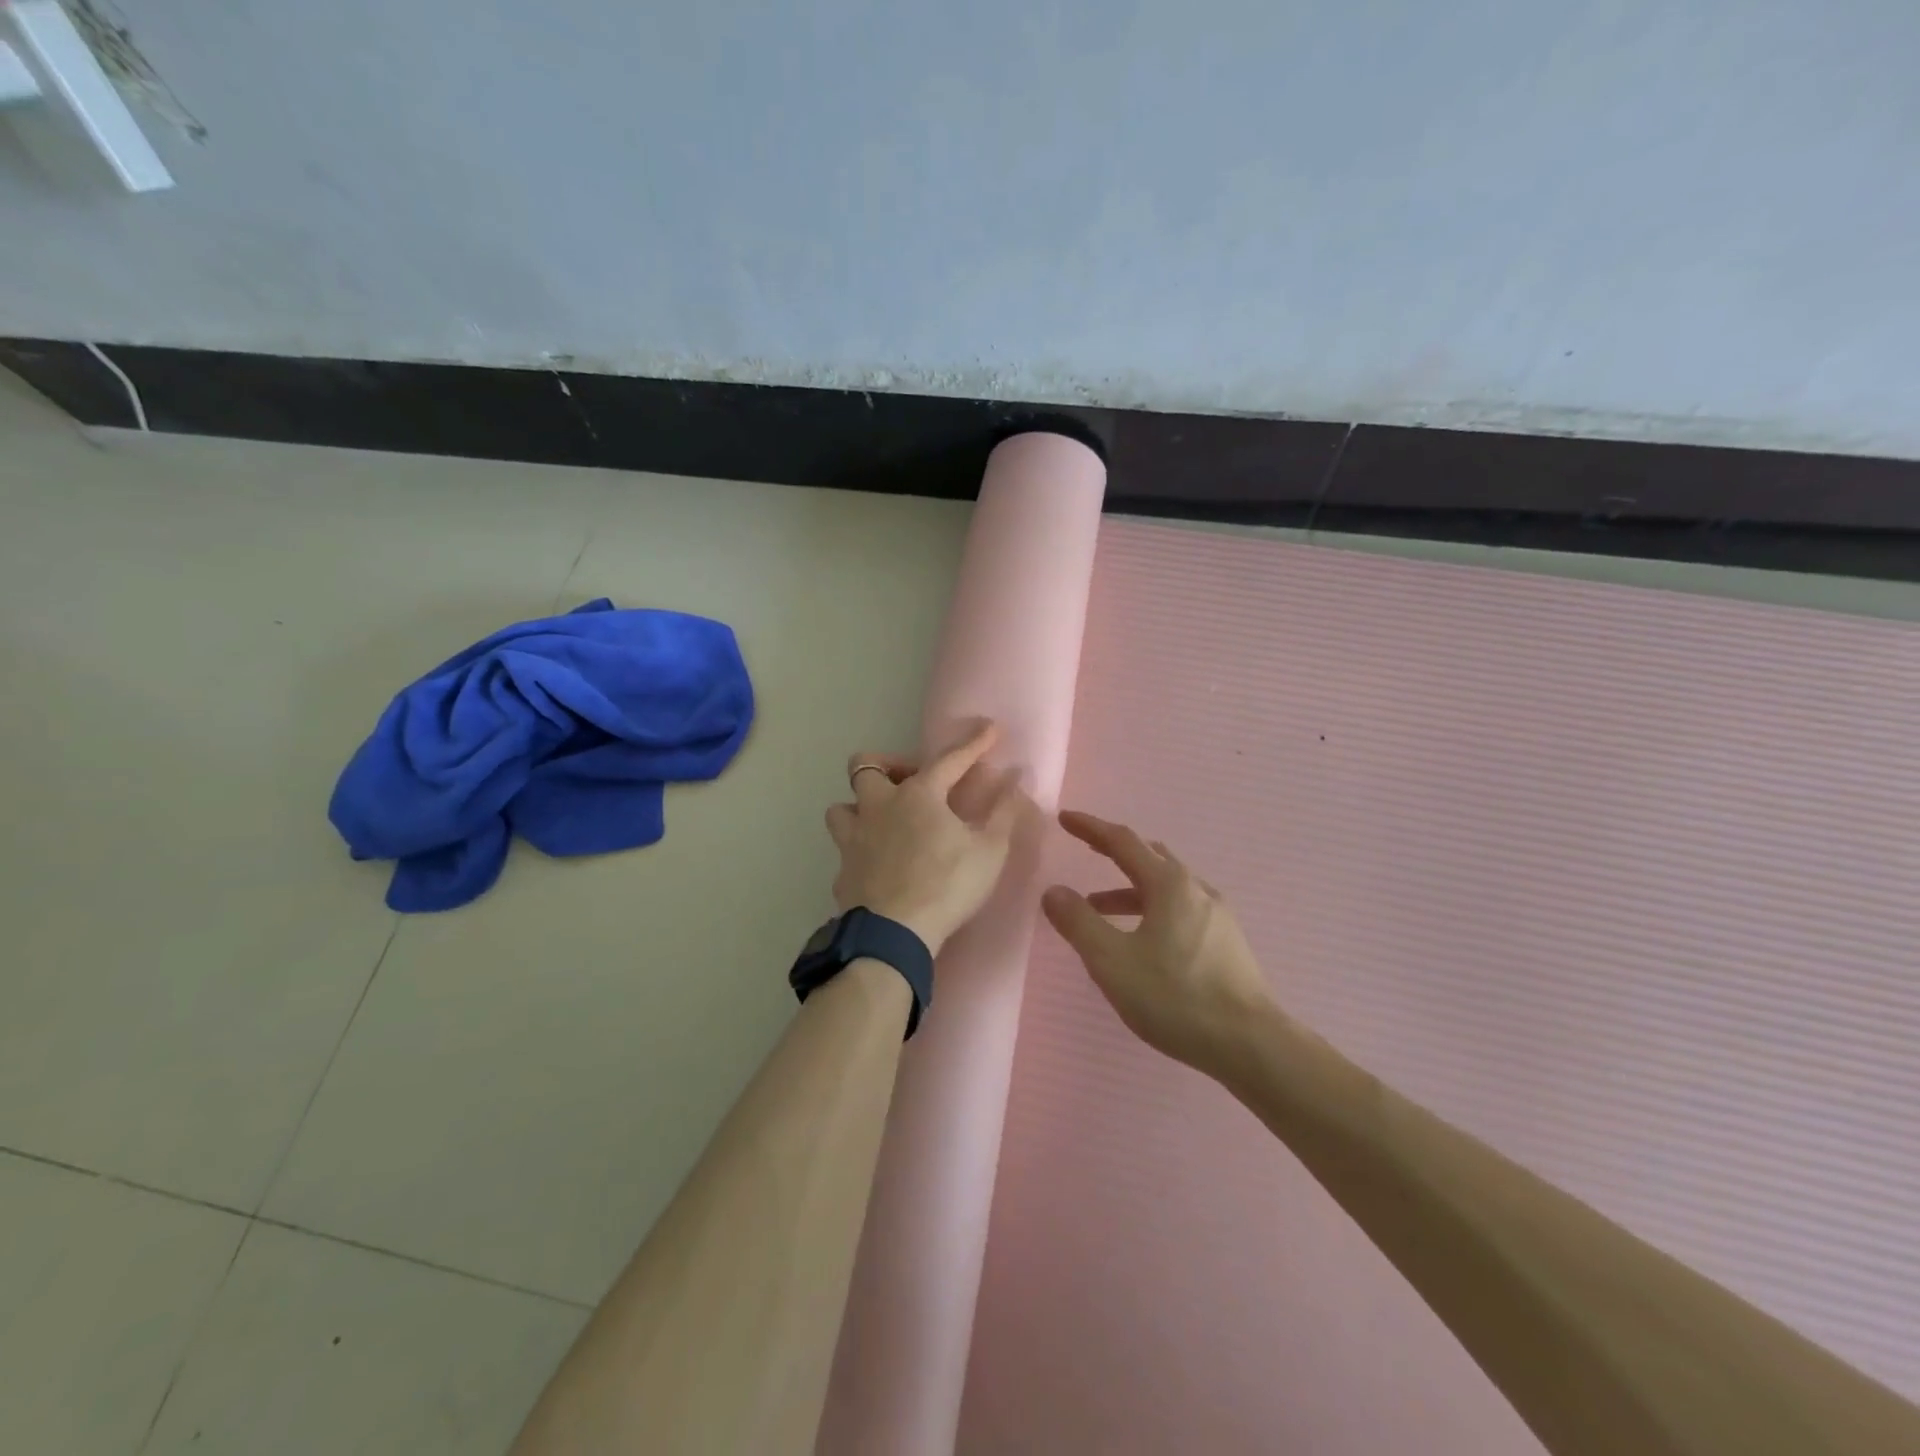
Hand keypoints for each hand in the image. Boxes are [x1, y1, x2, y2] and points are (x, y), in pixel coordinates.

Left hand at [826, 720, 1025, 955]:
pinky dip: (861, 850)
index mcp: (918, 796)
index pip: (949, 759)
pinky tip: (878, 865)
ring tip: (886, 822)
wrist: (893, 935)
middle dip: (888, 765)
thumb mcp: (989, 851)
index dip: (973, 743)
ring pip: (843, 807)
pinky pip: (845, 849)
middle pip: (865, 766)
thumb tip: (1018, 779)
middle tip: (914, 782)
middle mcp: (878, 808)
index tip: (991, 728)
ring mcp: (853, 839)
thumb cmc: (947, 886)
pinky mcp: (842, 872)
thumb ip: (1004, 813)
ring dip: (862, 807)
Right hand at [1041, 811, 1275, 1076]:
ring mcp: (1217, 916)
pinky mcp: (1226, 943)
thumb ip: (1079, 923)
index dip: (1091, 828)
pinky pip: (1180, 909)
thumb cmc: (1176, 998)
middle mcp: (1196, 890)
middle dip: (1114, 851)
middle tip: (1086, 850)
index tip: (1065, 818)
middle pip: (1150, 857)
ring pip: (1166, 886)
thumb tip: (1054, 891)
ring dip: (1129, 888)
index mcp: (1169, 884)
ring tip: (1099, 908)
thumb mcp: (1113, 962)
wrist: (1252, 1045)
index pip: (1123, 841)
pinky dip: (1150, 909)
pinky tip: (1141, 940)